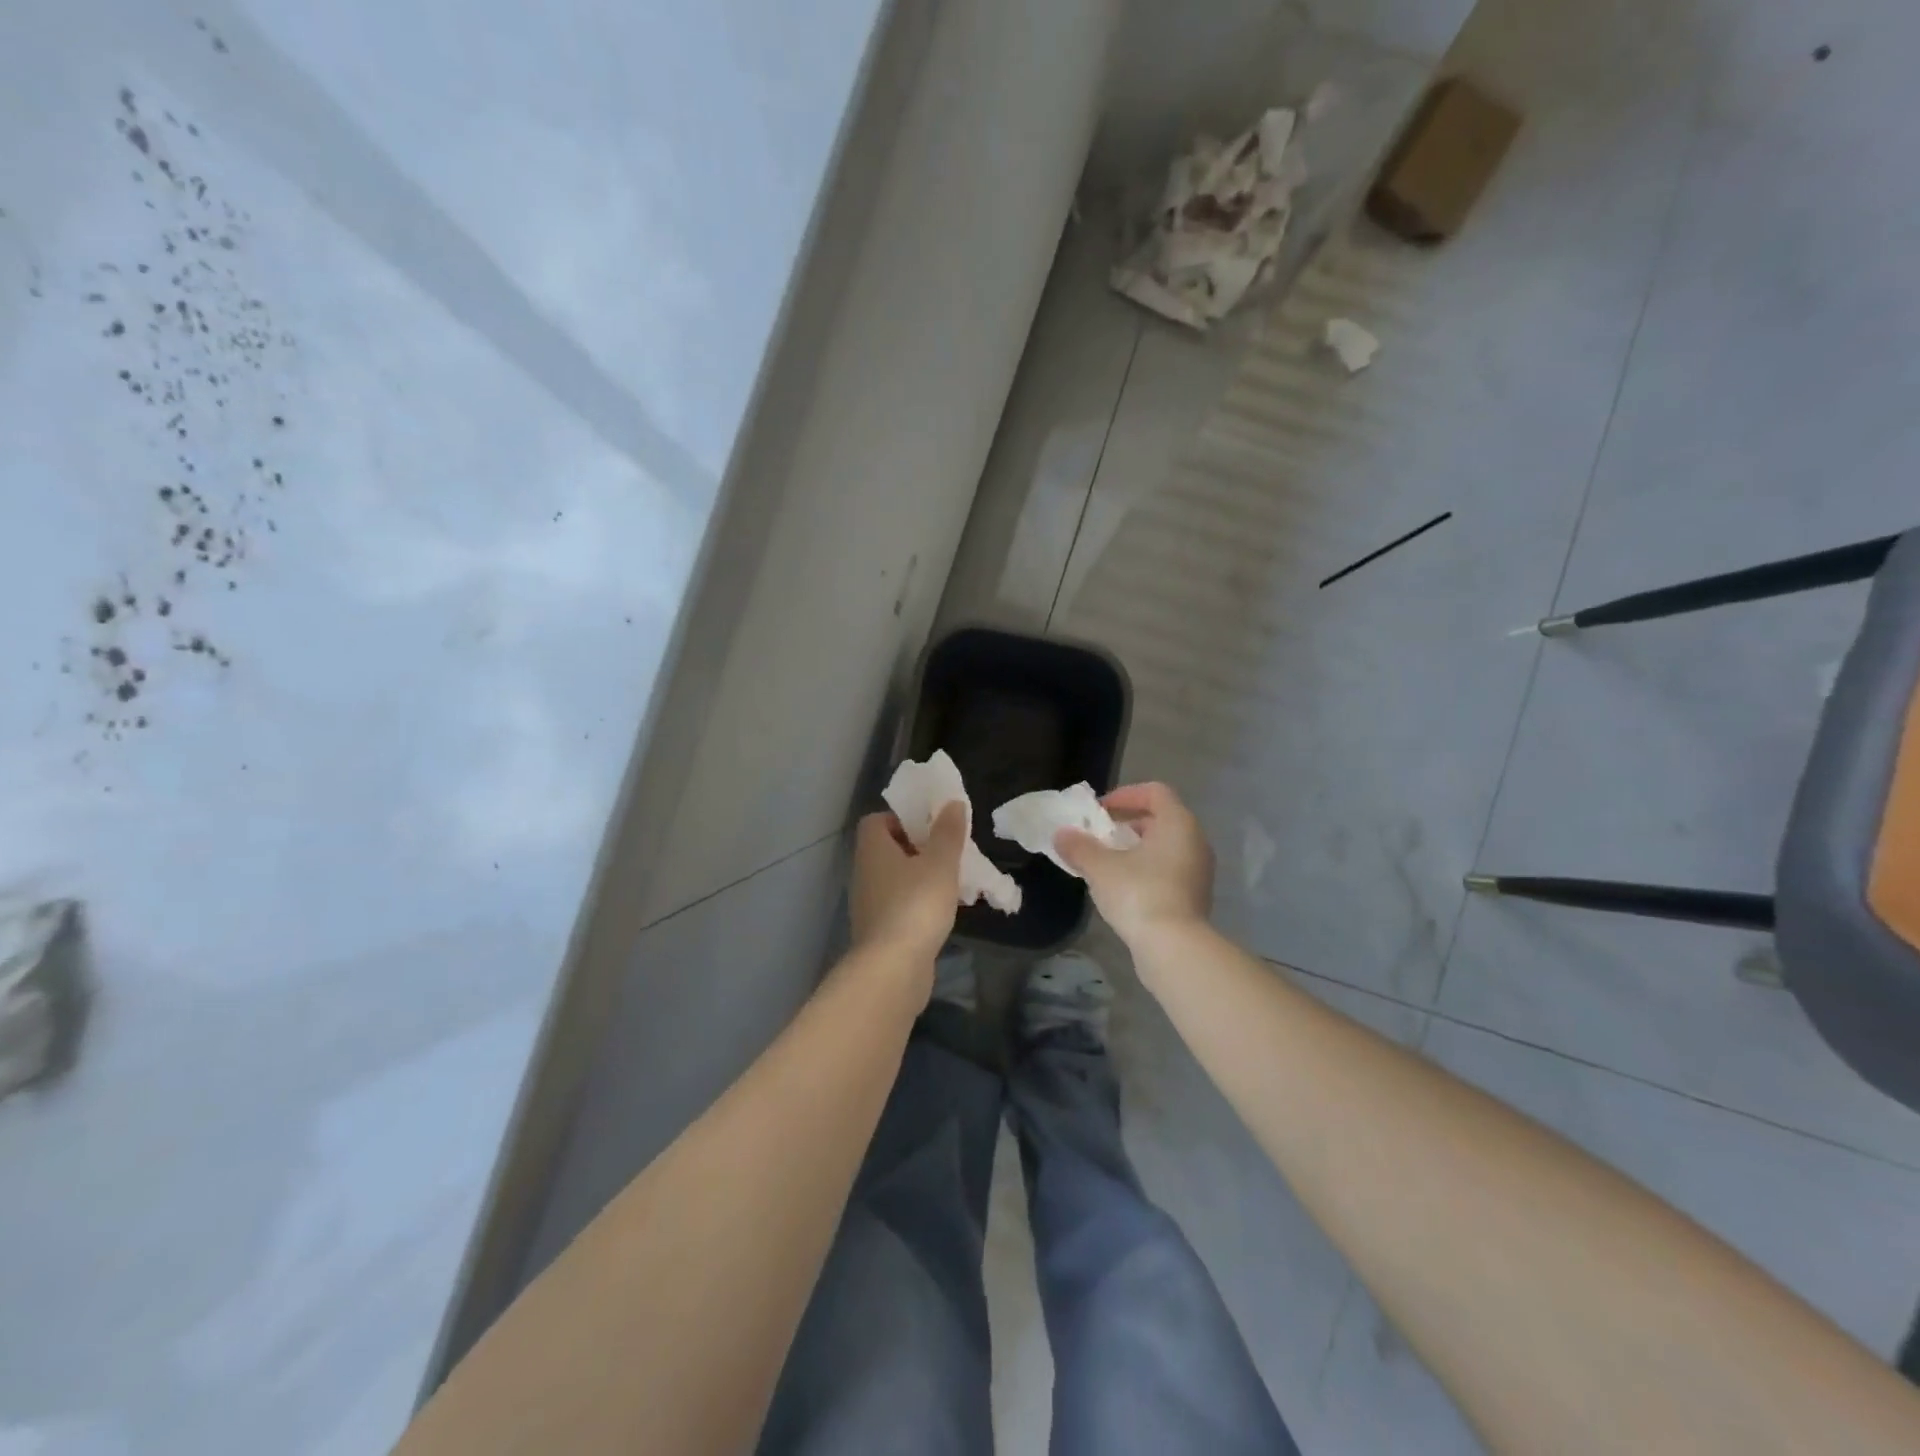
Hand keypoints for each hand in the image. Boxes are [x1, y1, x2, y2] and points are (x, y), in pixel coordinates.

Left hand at [849, 803, 966, 970]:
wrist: (893, 968)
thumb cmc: (916, 904)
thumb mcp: (940, 863)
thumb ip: (948, 832)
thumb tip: (951, 803)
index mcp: (872, 849)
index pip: (876, 821)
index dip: (902, 818)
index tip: (930, 827)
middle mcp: (864, 872)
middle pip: (888, 849)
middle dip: (918, 848)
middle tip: (948, 852)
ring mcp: (869, 904)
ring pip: (895, 879)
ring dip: (920, 877)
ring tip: (951, 882)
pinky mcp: (879, 931)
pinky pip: (899, 905)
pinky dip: (918, 903)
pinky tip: (942, 912)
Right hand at [1055, 782, 1213, 948]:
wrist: (1174, 948)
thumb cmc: (1139, 894)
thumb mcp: (1100, 867)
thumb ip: (1079, 847)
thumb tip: (1061, 835)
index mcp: (1178, 823)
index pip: (1155, 792)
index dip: (1125, 794)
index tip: (1100, 810)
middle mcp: (1195, 841)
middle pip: (1160, 818)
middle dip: (1127, 823)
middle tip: (1100, 835)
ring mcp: (1198, 871)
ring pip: (1164, 846)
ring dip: (1135, 848)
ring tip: (1106, 862)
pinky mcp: (1195, 896)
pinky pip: (1168, 869)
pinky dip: (1146, 869)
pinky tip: (1122, 887)